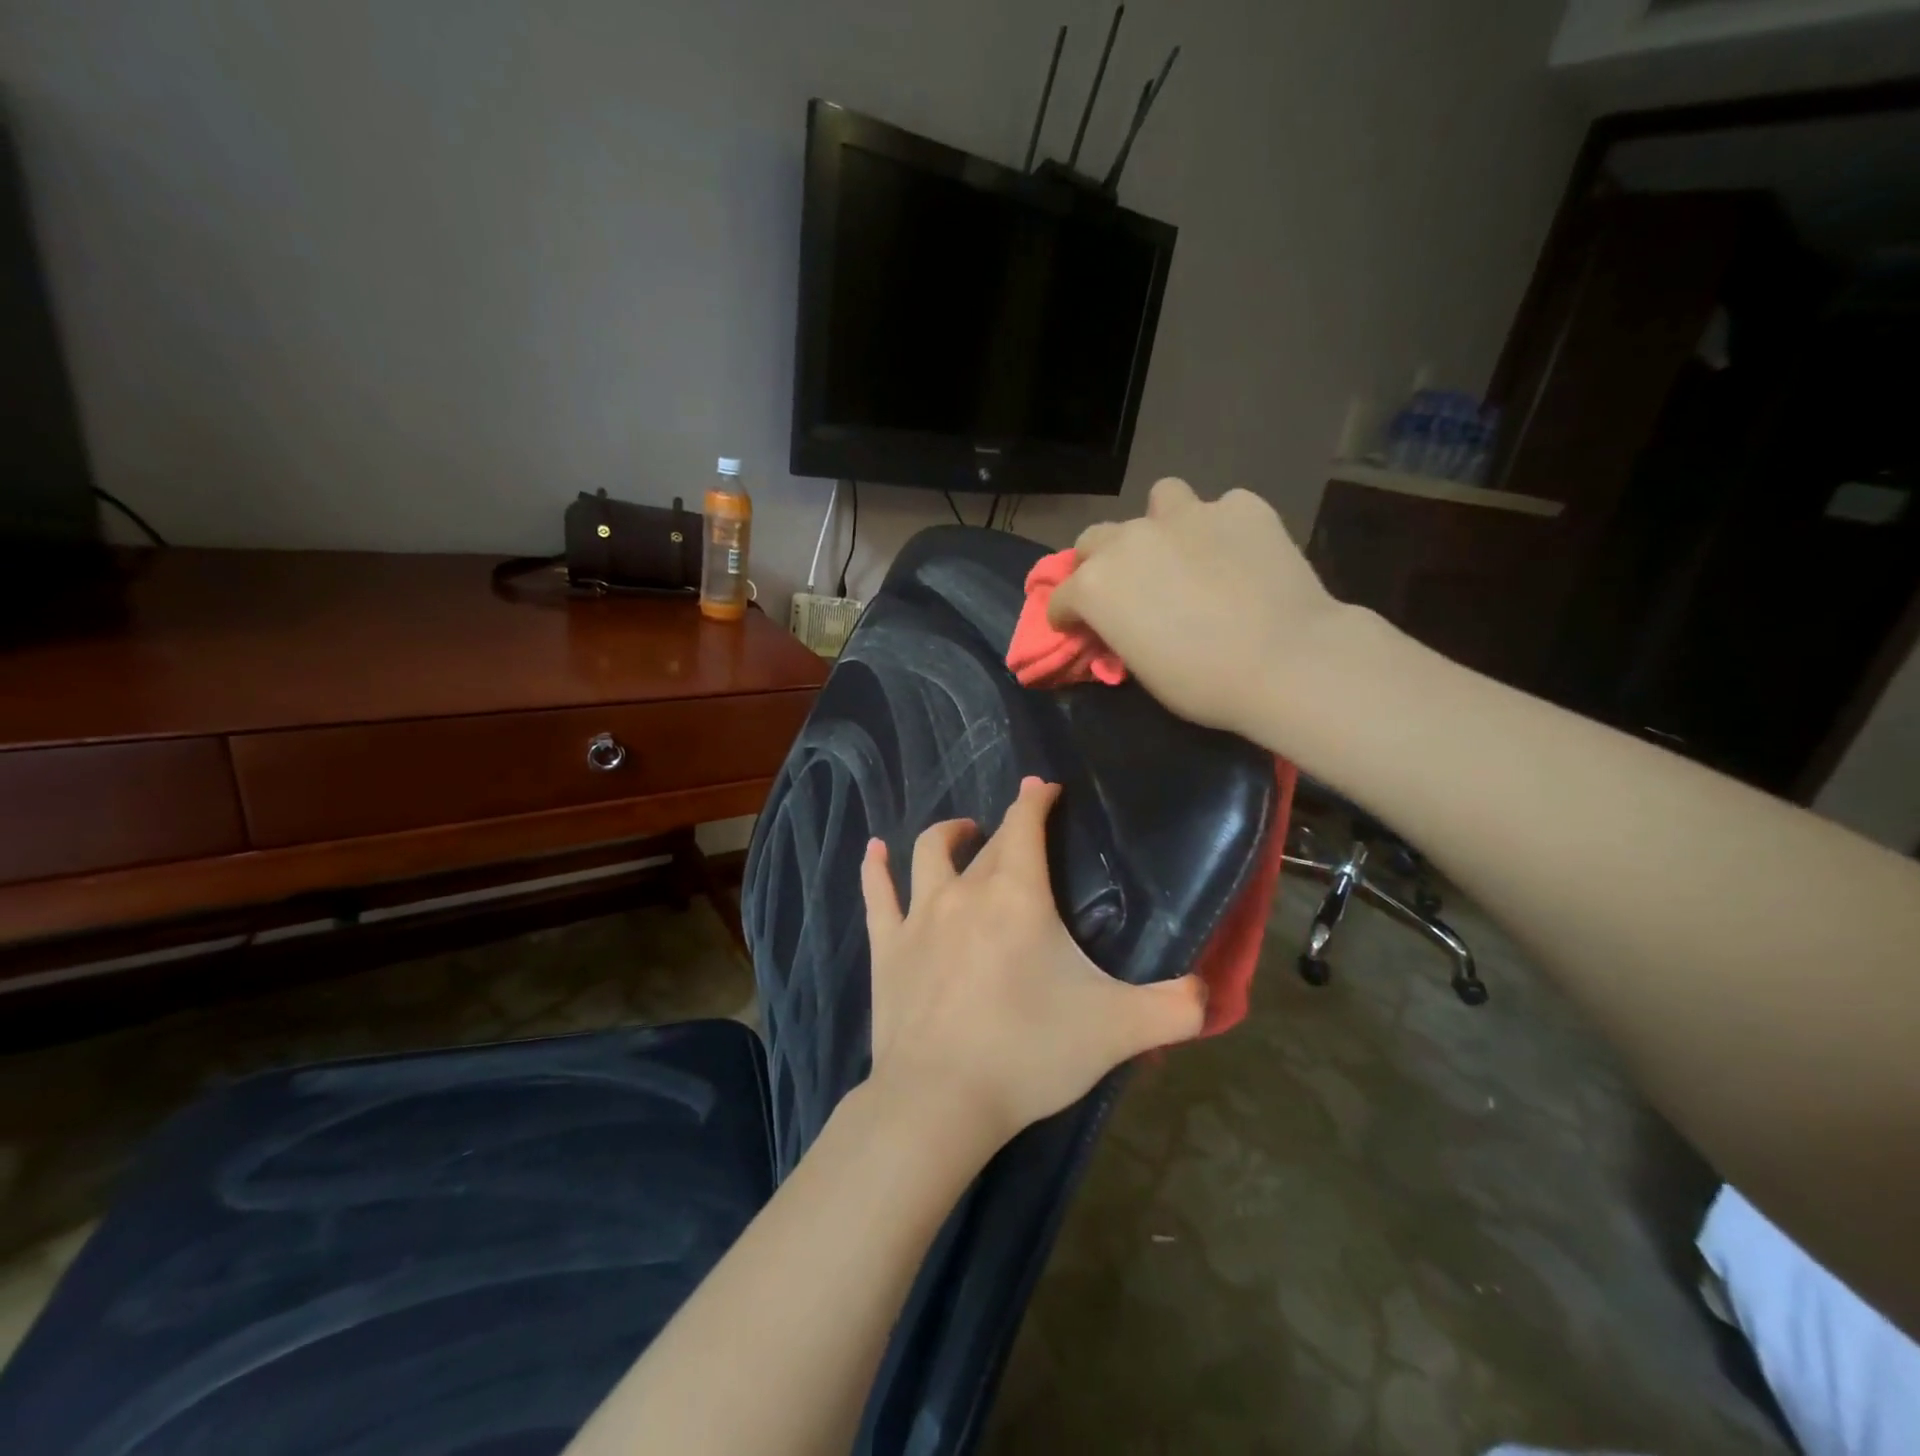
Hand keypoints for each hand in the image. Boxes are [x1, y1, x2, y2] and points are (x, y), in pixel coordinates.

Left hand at [860, 776, 1205, 1152]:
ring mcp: (919, 916)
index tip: (1045, 788)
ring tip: (962, 832)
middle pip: (986, 844)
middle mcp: (964, 890)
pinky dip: (876, 868)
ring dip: (948, 835)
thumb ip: (1175, 1008)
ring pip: (929, 853)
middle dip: (1005, 829)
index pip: (1026, 824)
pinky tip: (875, 850)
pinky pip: (877, 893)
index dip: (1036, 799)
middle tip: (1020, 836)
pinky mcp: (886, 946)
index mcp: (1017, 895)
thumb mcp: (1117, 1030)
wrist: (940, 1099)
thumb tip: (1209, 994)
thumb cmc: (1029, 1053)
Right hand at [1047, 477, 1343, 744]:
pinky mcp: (1241, 506)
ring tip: (1183, 549)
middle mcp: (1131, 539)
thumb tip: (1123, 623)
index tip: (1077, 628)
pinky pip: (1222, 509)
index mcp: (1097, 584)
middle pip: (1095, 539)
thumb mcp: (1141, 668)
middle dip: (1100, 562)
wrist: (1286, 660)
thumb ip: (1120, 631)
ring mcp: (1188, 515)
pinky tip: (1240, 554)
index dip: (1067, 615)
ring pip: (1160, 499)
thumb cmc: (1202, 682)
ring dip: (1161, 523)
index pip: (1060, 596)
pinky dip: (1223, 529)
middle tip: (1126, 588)